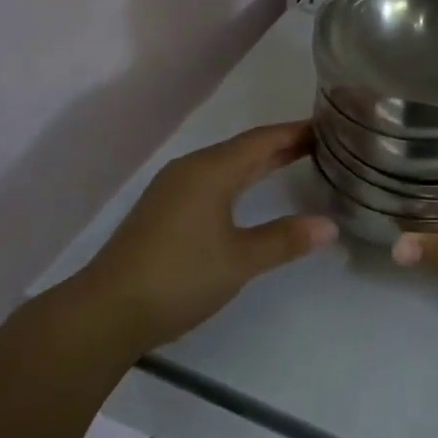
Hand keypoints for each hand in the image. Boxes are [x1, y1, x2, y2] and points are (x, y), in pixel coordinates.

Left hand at [79, 121, 336, 356]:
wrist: (108, 310)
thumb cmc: (180, 277)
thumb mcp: (240, 260)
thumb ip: (285, 239)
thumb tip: (330, 226)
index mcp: (210, 171)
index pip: (262, 140)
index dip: (295, 132)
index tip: (329, 126)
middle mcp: (190, 170)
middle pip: (243, 148)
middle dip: (281, 144)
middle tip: (321, 143)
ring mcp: (172, 189)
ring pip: (225, 164)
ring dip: (259, 161)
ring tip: (294, 161)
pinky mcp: (163, 210)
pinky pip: (210, 180)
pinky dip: (238, 179)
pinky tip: (247, 193)